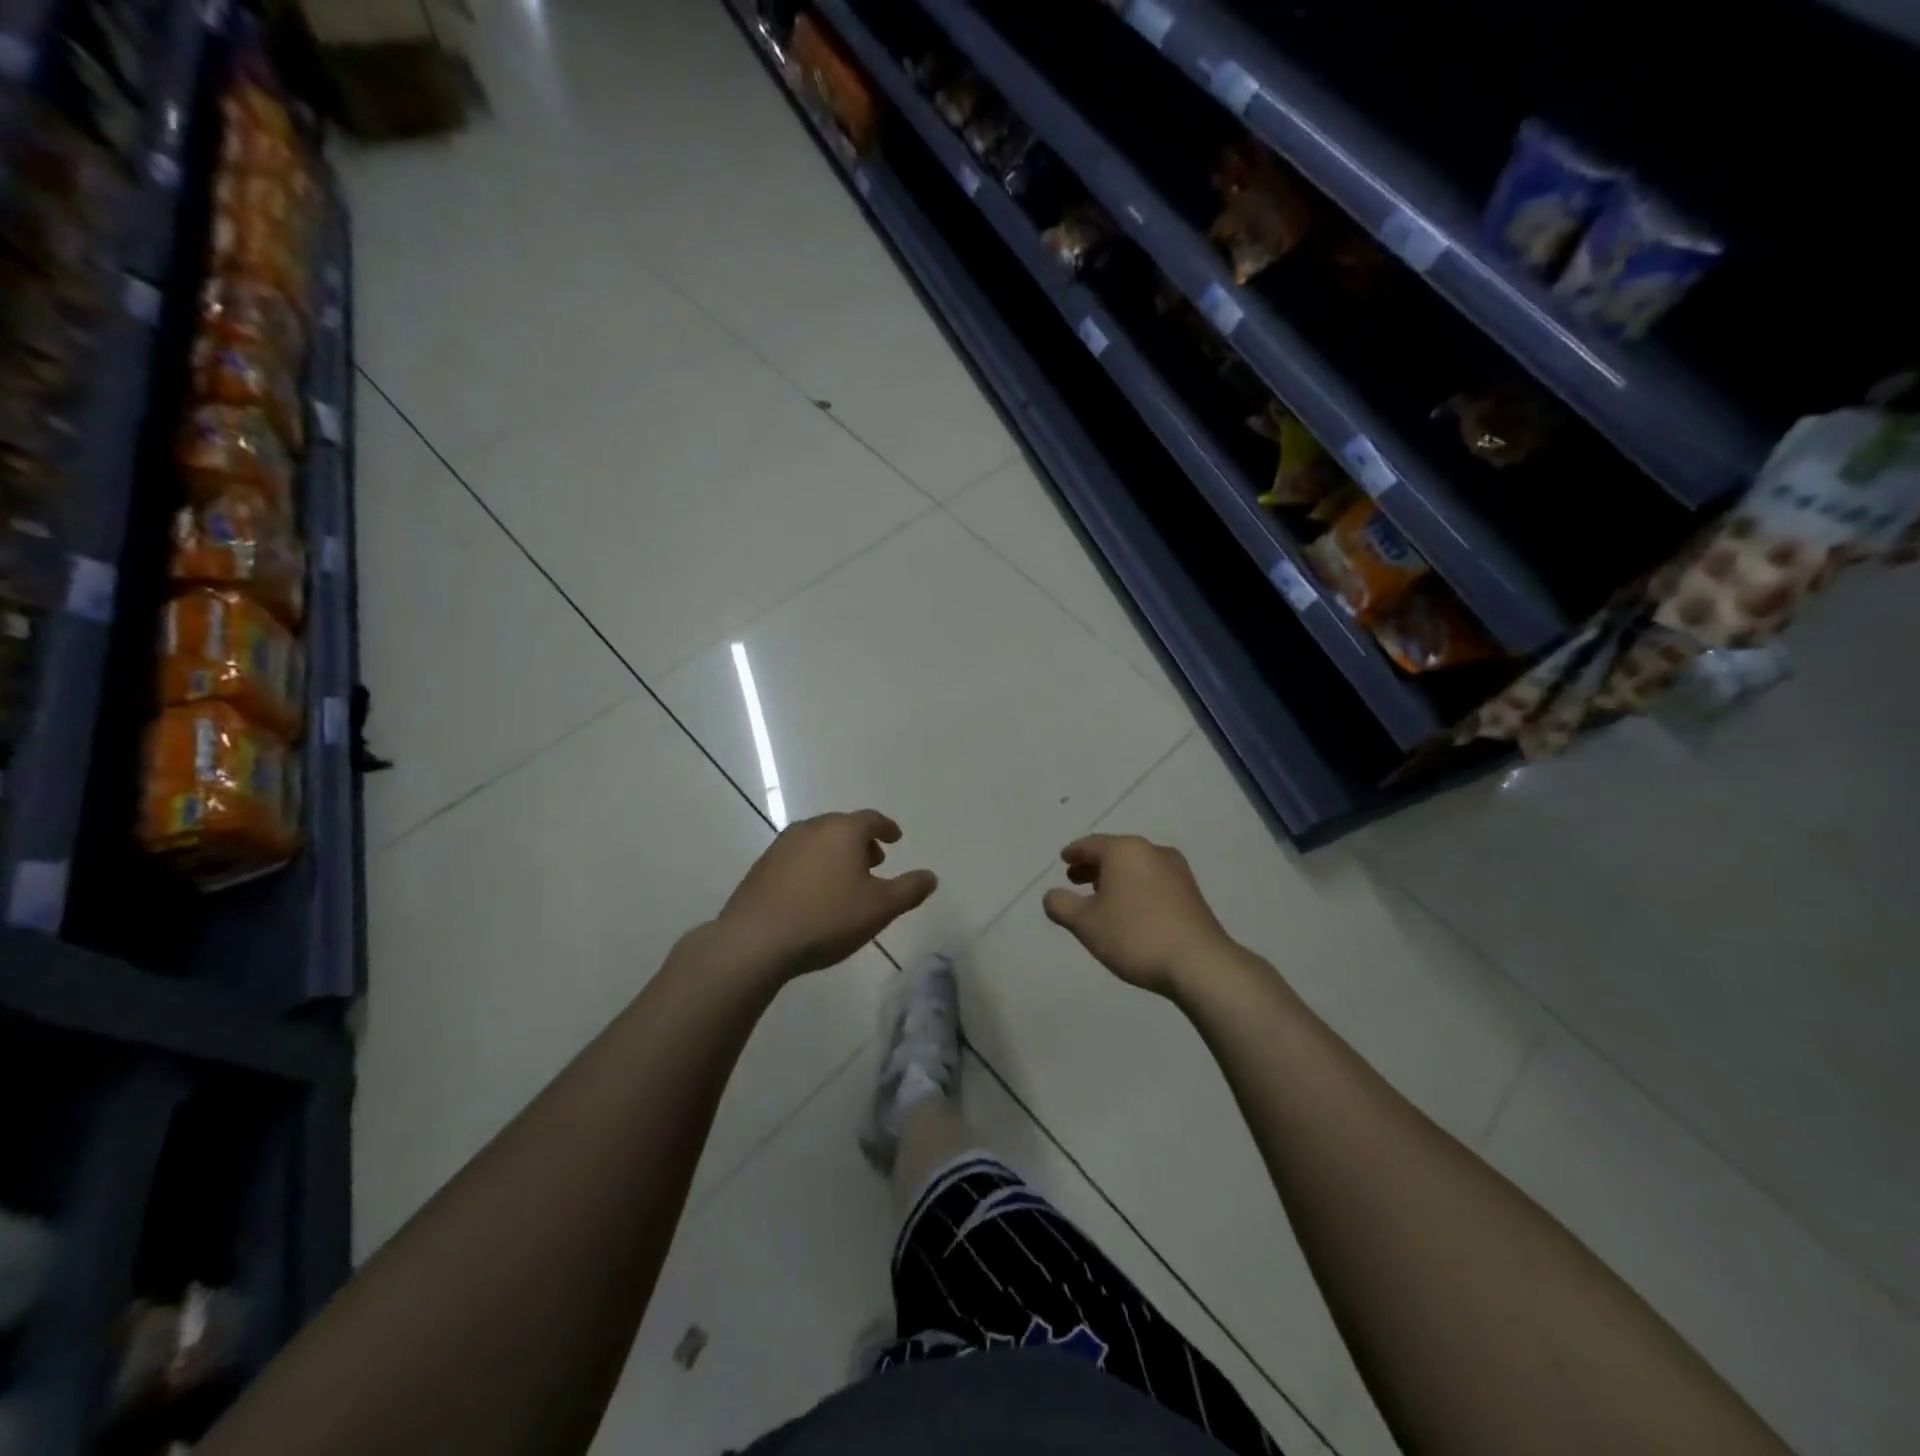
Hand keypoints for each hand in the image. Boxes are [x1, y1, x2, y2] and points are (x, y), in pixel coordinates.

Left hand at [715, 810, 936, 979]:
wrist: (755, 940)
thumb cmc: (826, 918)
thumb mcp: (880, 908)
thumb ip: (909, 890)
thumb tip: (931, 876)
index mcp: (842, 831)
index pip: (871, 819)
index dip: (886, 828)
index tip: (895, 838)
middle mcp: (811, 828)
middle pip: (843, 827)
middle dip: (861, 842)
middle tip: (874, 862)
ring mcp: (782, 845)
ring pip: (818, 841)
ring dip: (835, 854)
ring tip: (845, 880)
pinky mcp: (761, 866)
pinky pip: (797, 857)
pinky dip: (812, 866)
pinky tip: (813, 893)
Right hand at [1043, 834, 1234, 994]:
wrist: (1199, 963)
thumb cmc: (1135, 935)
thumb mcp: (1085, 924)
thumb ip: (1062, 906)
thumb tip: (1051, 895)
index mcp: (1124, 850)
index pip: (1091, 844)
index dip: (1074, 852)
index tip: (1064, 859)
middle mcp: (1152, 850)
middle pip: (1115, 852)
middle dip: (1094, 865)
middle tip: (1076, 880)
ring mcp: (1176, 870)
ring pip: (1136, 865)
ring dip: (1116, 877)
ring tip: (1102, 897)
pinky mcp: (1191, 891)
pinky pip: (1153, 879)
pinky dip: (1135, 886)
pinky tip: (1131, 909)